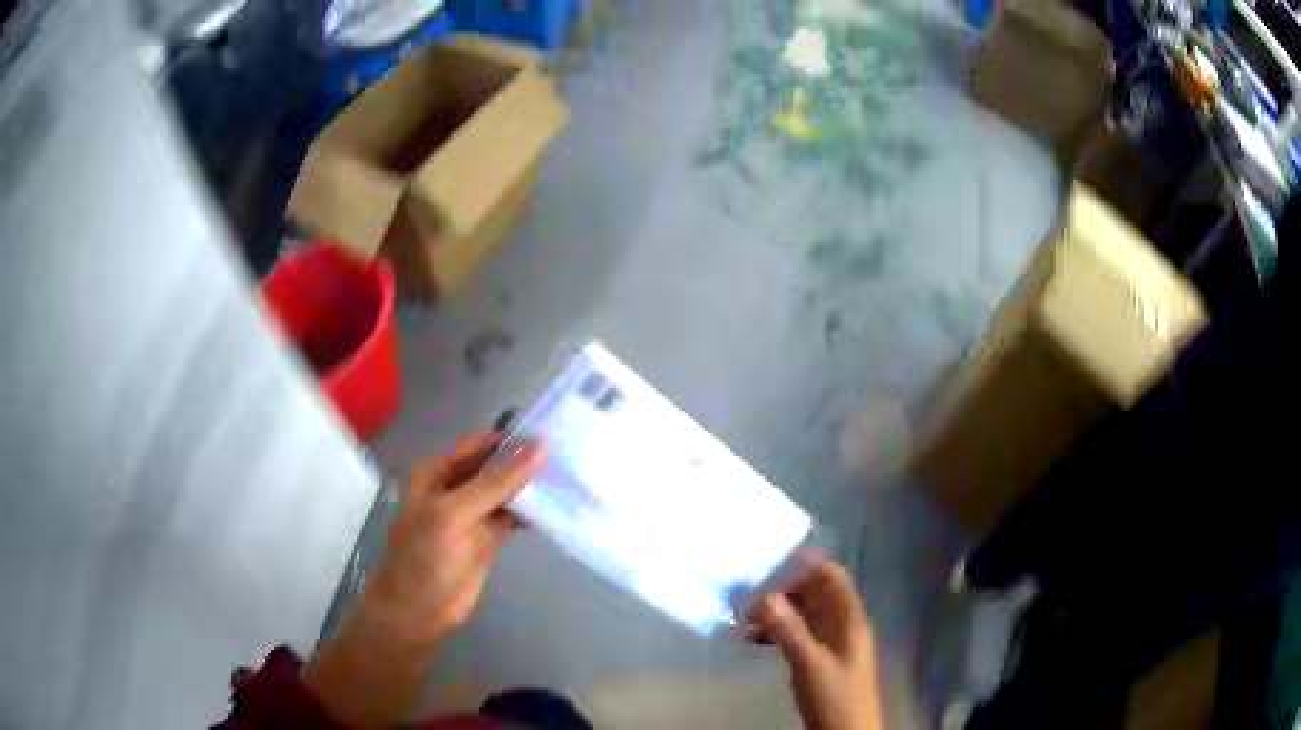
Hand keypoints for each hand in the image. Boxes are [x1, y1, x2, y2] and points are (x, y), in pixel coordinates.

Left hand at [303, 431, 544, 728]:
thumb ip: (496, 482)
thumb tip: (538, 447)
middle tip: (572, 453)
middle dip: (527, 462)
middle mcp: (455, 488)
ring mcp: (471, 515)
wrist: (417, 612)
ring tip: (573, 477)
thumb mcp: (456, 514)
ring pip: (506, 493)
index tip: (554, 430)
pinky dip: (531, 513)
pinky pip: (512, 517)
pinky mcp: (486, 539)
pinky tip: (558, 506)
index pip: (480, 445)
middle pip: (496, 467)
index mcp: (437, 473)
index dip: (513, 438)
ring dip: (532, 487)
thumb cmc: (425, 557)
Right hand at [751, 555, 883, 729]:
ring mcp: (831, 642)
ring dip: (777, 614)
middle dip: (783, 593)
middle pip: (815, 594)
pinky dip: (778, 633)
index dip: (804, 569)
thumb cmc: (834, 696)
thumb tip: (763, 596)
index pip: (831, 576)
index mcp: (848, 618)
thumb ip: (789, 630)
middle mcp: (842, 624)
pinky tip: (755, 640)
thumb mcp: (809, 663)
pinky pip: (799, 634)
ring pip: (804, 615)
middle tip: (748, 602)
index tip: (769, 571)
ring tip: (745, 622)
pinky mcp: (820, 659)